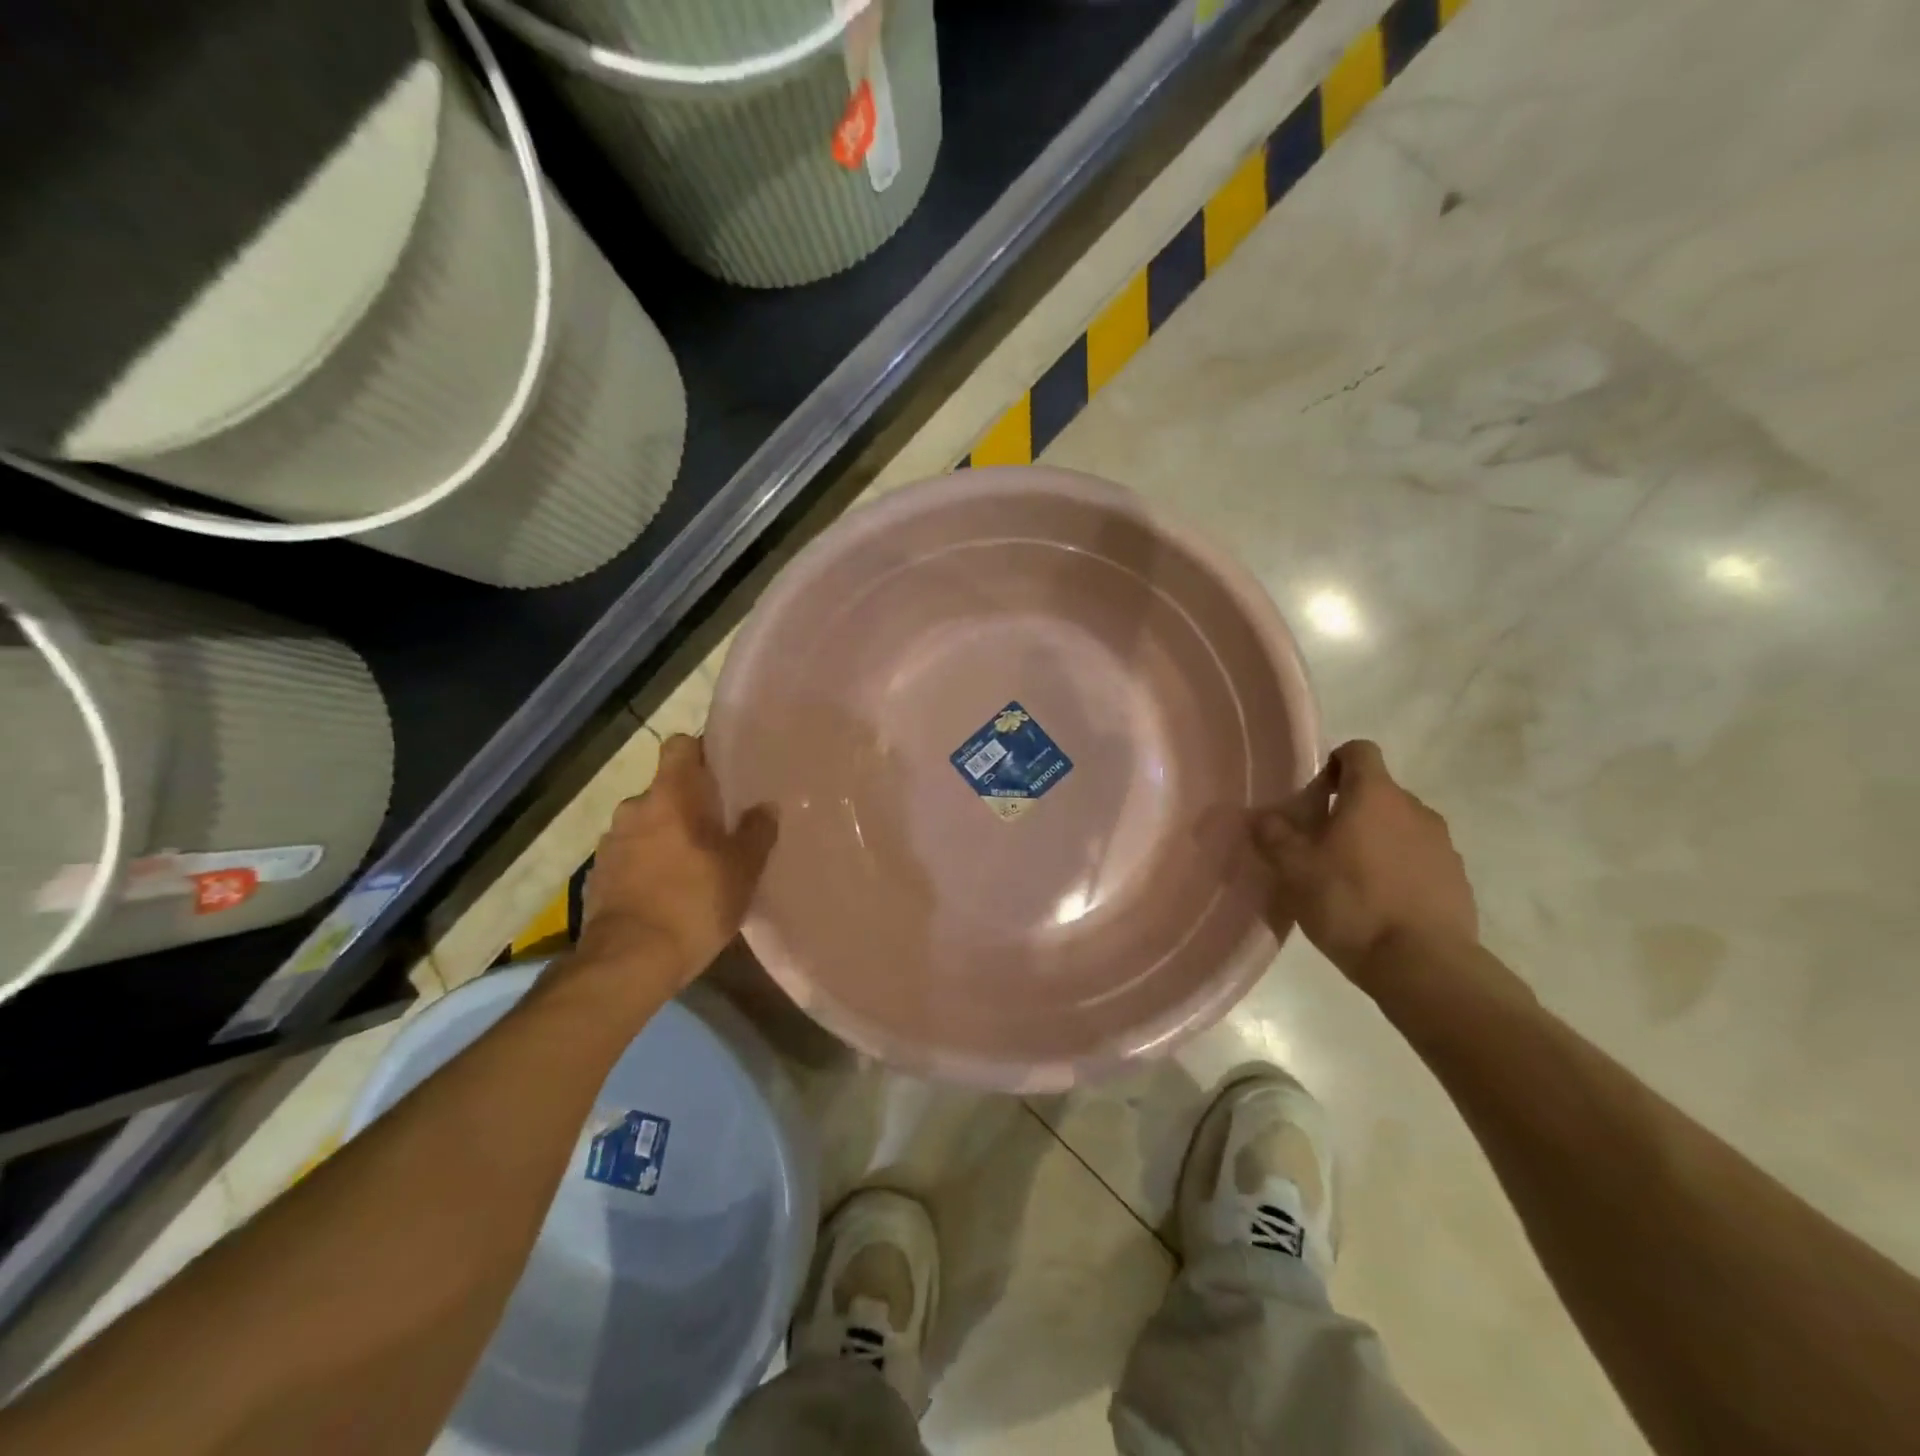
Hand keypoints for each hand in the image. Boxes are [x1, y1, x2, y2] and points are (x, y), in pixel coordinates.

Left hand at [576, 735, 776, 987]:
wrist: (628, 962)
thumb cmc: (693, 904)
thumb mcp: (742, 870)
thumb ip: (757, 832)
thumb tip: (765, 807)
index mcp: (670, 796)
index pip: (679, 746)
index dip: (700, 752)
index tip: (721, 774)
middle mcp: (634, 808)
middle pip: (665, 790)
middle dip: (687, 805)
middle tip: (717, 830)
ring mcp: (610, 842)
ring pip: (646, 823)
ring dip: (665, 835)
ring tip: (692, 866)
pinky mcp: (598, 875)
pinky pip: (630, 854)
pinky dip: (647, 863)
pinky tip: (666, 892)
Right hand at [1251, 740, 1478, 987]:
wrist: (1423, 965)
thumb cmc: (1350, 902)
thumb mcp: (1294, 869)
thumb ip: (1273, 835)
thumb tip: (1260, 816)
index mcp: (1375, 795)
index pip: (1360, 751)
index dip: (1335, 762)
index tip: (1316, 792)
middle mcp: (1415, 809)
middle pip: (1379, 792)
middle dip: (1352, 808)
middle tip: (1321, 842)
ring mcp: (1442, 845)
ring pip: (1401, 827)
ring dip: (1377, 840)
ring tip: (1350, 877)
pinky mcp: (1457, 880)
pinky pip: (1420, 860)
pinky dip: (1400, 869)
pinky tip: (1380, 903)